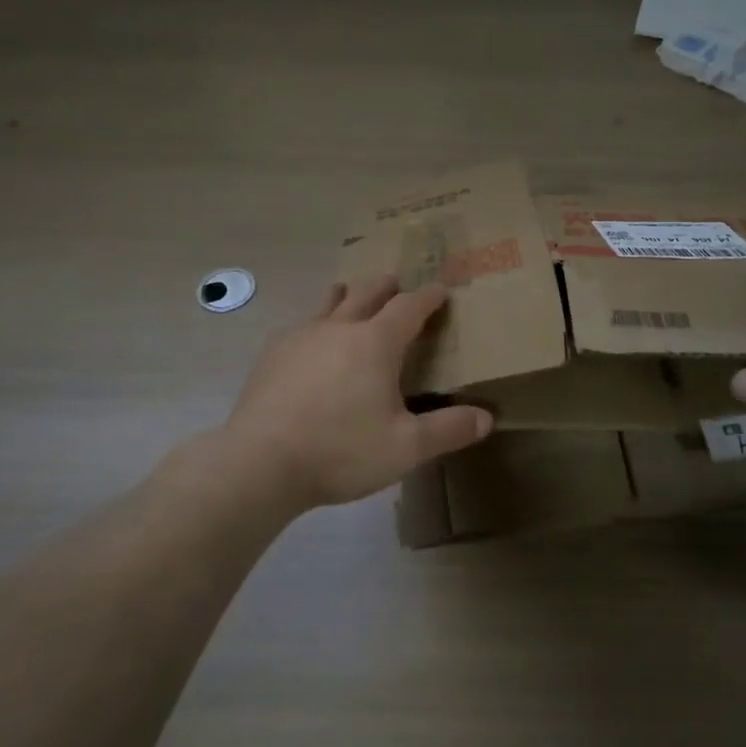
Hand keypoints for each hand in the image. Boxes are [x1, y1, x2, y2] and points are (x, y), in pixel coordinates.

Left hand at [224, 275, 493, 510]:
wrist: (259, 463)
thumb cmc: (341, 451)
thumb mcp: (406, 447)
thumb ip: (448, 429)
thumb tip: (486, 418)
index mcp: (375, 343)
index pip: (409, 307)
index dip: (428, 297)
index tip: (440, 290)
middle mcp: (338, 328)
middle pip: (366, 293)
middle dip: (387, 286)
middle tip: (397, 283)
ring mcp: (300, 338)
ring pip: (328, 303)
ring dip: (347, 295)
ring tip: (351, 294)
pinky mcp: (272, 356)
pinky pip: (301, 326)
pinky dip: (316, 323)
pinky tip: (311, 342)